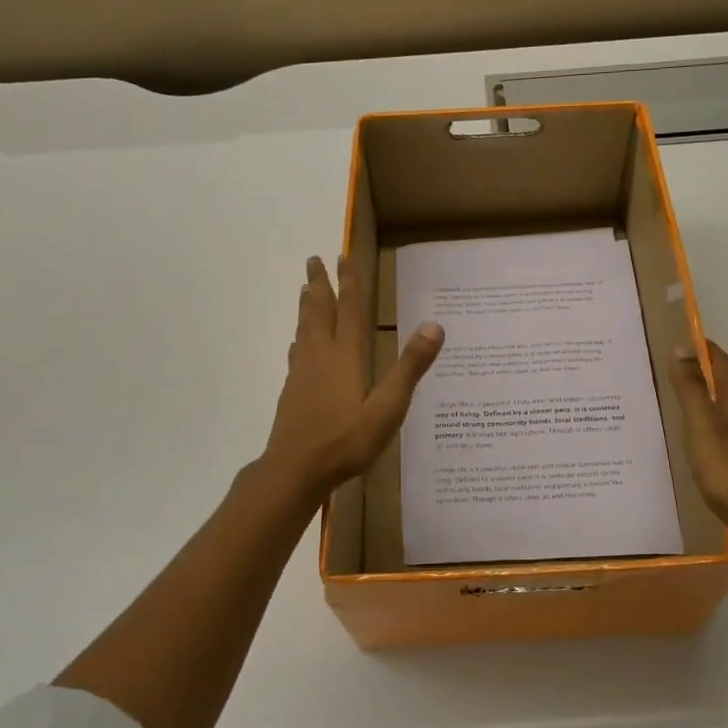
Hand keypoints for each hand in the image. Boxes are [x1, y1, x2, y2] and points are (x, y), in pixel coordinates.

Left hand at [263, 255, 443, 497]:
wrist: (295, 470)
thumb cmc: (345, 441)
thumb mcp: (387, 407)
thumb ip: (409, 367)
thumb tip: (434, 325)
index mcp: (346, 355)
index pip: (350, 309)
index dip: (350, 283)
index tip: (343, 256)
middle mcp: (321, 356)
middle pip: (320, 311)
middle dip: (320, 284)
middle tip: (314, 259)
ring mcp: (303, 373)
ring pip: (305, 328)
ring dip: (307, 305)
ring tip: (304, 288)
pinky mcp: (293, 390)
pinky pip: (297, 352)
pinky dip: (299, 337)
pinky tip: (297, 343)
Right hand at [671, 341, 727, 548]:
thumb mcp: (702, 427)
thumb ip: (691, 389)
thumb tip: (682, 349)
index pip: (722, 362)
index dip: (703, 350)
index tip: (681, 340)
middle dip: (704, 378)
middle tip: (672, 377)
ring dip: (711, 407)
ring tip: (683, 414)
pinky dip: (718, 434)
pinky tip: (705, 451)